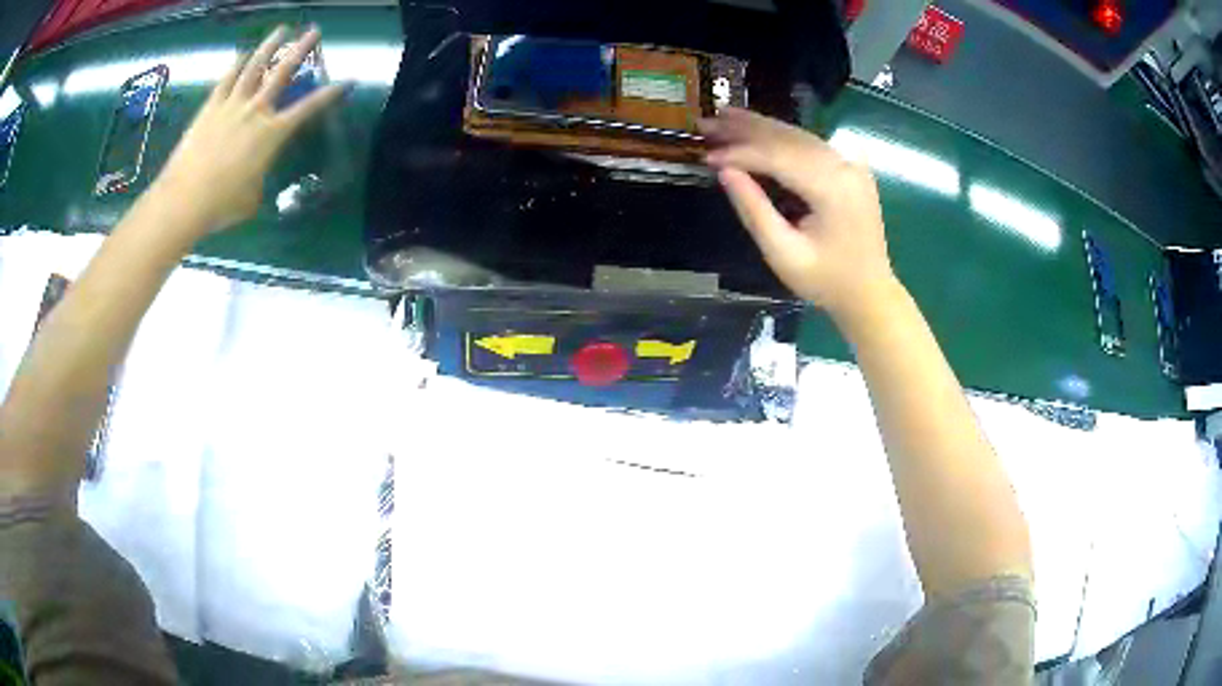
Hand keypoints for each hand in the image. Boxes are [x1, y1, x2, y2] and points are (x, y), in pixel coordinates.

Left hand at [152, 26, 346, 236]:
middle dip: (302, 49)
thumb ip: (258, 177)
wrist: (185, 200)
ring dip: (269, 46)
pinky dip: (235, 65)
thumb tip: (254, 174)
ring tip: (282, 29)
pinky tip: (242, 54)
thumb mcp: (252, 197)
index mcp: (272, 134)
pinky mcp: (210, 108)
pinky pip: (225, 80)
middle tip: (314, 31)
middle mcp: (256, 111)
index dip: (331, 93)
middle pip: (283, 72)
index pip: (309, 107)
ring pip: (254, 67)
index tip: (348, 80)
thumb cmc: (222, 205)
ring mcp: (231, 105)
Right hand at [700, 108, 897, 321]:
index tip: (706, 156)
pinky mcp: (850, 168)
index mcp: (832, 188)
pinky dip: (781, 136)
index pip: (777, 157)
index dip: (739, 153)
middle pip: (788, 137)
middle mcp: (844, 166)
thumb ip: (754, 210)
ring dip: (760, 126)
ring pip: (798, 135)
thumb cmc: (826, 280)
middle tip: (706, 122)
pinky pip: (811, 143)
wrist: (870, 293)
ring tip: (724, 117)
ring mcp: (851, 164)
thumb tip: (724, 172)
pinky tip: (759, 129)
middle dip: (744, 129)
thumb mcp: (783, 254)